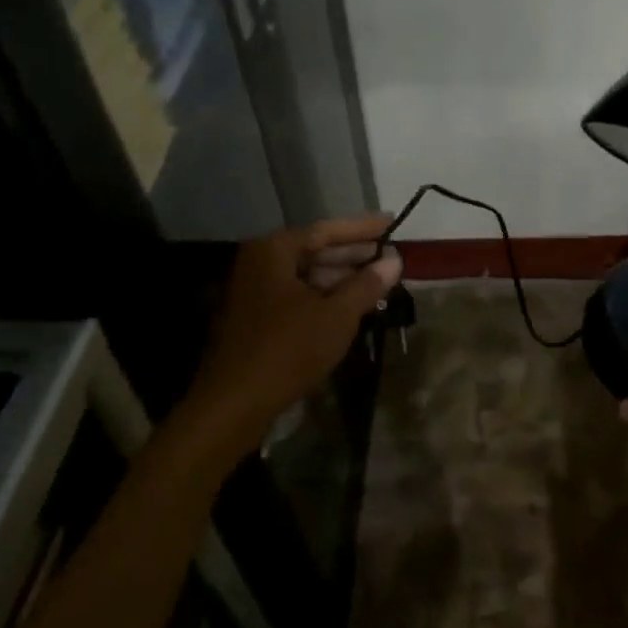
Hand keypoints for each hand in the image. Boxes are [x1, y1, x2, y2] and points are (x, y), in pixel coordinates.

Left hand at [185, 215, 403, 442]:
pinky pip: (296, 296)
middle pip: (314, 251)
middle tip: (391, 257)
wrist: (232, 404)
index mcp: (273, 251)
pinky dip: (324, 298)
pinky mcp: (254, 318)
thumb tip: (395, 261)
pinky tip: (350, 307)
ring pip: (306, 276)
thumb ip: (367, 285)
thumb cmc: (287, 350)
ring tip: (378, 283)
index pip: (326, 230)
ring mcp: (253, 291)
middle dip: (354, 255)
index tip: (392, 224)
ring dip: (341, 279)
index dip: (363, 228)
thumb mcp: (336, 316)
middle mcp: (259, 263)